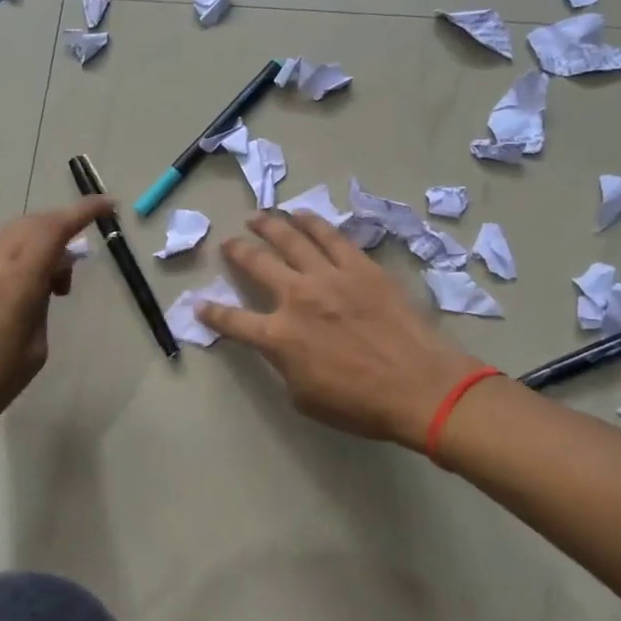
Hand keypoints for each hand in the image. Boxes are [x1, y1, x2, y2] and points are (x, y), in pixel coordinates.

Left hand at [0, 197, 112, 455]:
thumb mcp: (33, 351)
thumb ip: (42, 306)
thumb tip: (44, 283)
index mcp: (15, 281)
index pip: (53, 229)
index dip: (83, 211)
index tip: (109, 206)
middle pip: (34, 223)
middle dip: (64, 226)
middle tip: (79, 261)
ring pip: (14, 233)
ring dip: (41, 241)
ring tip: (54, 283)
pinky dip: (22, 252)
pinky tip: (28, 286)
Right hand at [198, 211, 486, 449]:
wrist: (419, 386)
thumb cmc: (360, 404)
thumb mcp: (304, 397)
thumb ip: (284, 365)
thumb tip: (281, 347)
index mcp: (278, 337)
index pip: (233, 321)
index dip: (212, 313)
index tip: (200, 304)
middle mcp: (296, 298)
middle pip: (257, 264)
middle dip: (237, 251)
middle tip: (229, 243)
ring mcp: (329, 277)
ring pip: (291, 239)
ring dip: (270, 225)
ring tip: (257, 216)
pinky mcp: (360, 267)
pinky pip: (330, 237)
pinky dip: (313, 223)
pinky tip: (302, 216)